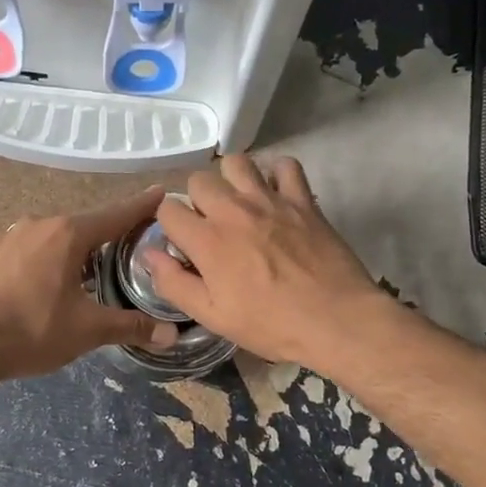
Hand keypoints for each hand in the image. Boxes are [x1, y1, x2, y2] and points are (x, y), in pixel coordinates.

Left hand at [0, 188, 179, 380]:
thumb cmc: (33, 331)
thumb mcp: (88, 331)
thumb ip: (130, 326)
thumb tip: (171, 334)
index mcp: (69, 236)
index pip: (115, 216)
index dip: (140, 206)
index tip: (159, 193)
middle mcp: (36, 224)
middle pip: (75, 228)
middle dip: (90, 242)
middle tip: (101, 265)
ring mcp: (0, 235)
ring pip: (36, 234)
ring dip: (48, 248)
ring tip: (51, 275)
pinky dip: (0, 248)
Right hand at [145, 155, 388, 370]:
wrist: (337, 320)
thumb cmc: (272, 324)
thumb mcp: (213, 316)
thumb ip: (174, 283)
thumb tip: (149, 255)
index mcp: (207, 240)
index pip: (167, 209)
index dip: (169, 225)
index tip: (182, 244)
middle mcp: (233, 210)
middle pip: (198, 180)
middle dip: (197, 200)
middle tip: (211, 226)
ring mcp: (270, 200)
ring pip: (236, 162)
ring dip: (231, 179)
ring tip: (239, 203)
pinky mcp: (302, 199)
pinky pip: (285, 166)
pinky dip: (276, 174)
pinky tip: (276, 195)